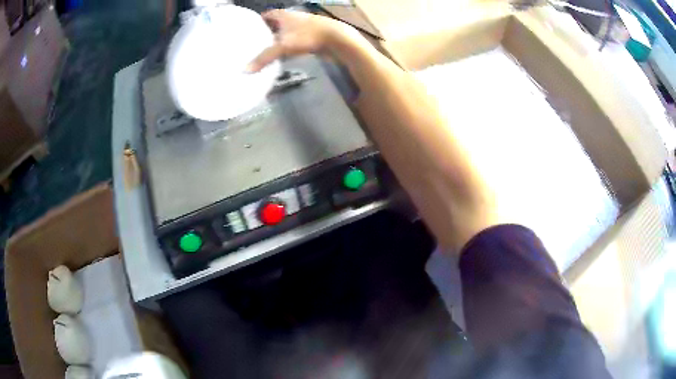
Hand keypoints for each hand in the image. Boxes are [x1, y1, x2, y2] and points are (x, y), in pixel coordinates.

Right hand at [247, 10, 351, 72]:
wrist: (337, 39)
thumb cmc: (307, 36)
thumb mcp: (282, 46)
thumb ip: (263, 58)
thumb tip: (245, 71)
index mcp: (283, 14)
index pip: (264, 16)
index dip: (254, 23)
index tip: (244, 33)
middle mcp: (291, 18)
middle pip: (273, 25)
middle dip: (263, 34)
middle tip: (250, 46)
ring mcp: (301, 28)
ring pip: (283, 34)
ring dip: (274, 42)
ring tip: (261, 53)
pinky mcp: (309, 38)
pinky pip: (292, 42)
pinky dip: (285, 48)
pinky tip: (279, 58)